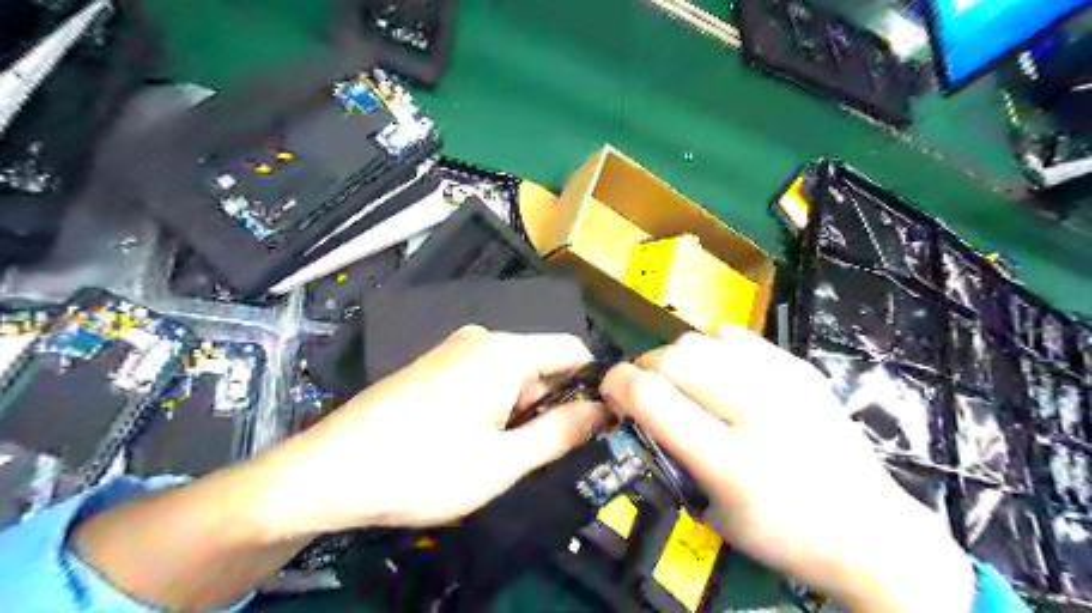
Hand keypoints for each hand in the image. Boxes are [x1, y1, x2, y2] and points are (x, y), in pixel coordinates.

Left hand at [75, 325, 604, 606]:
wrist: (327, 473)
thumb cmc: (422, 468)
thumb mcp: (503, 461)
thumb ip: (560, 432)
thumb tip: (603, 411)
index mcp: (504, 351)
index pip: (572, 351)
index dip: (592, 385)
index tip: (598, 424)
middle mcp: (481, 339)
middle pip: (541, 365)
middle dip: (548, 406)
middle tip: (532, 454)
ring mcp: (454, 351)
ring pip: (513, 376)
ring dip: (519, 412)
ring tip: (495, 454)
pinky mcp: (435, 366)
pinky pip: (484, 380)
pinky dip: (493, 408)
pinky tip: (470, 442)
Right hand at [606, 329, 971, 611]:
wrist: (870, 532)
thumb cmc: (781, 534)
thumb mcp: (710, 513)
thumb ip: (667, 454)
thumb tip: (636, 406)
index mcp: (731, 463)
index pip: (651, 397)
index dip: (617, 385)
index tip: (612, 393)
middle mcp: (758, 413)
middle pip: (671, 359)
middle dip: (642, 370)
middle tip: (645, 392)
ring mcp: (785, 384)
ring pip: (698, 340)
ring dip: (674, 359)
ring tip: (682, 383)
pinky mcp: (801, 369)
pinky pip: (734, 335)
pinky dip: (711, 348)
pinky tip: (719, 372)